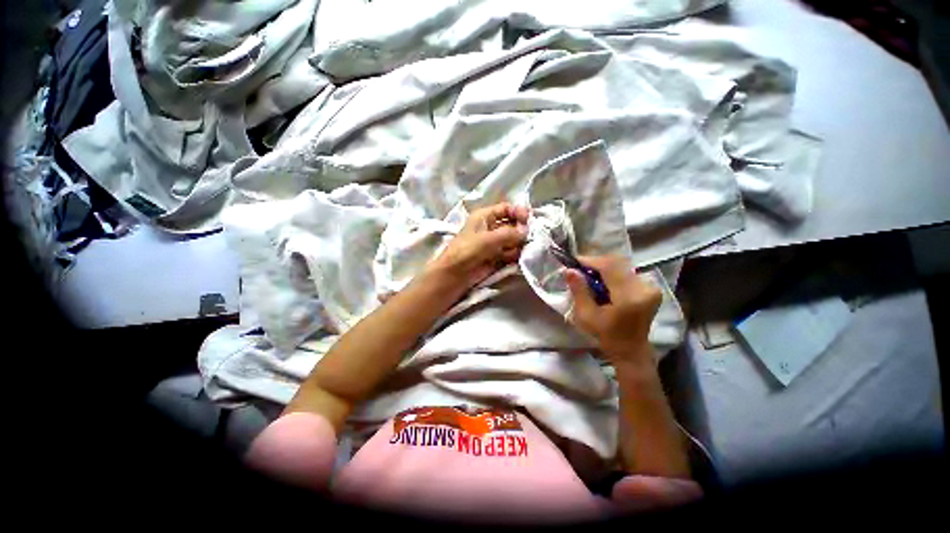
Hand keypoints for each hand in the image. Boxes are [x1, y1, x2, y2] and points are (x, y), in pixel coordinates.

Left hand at [427, 203, 529, 289]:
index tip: (528, 220)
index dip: (518, 212)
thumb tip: (527, 231)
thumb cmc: (467, 250)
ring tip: (520, 249)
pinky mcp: (498, 256)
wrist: (456, 274)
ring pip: (514, 239)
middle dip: (521, 230)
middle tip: (527, 237)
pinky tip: (516, 257)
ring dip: (519, 244)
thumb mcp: (488, 239)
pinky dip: (516, 254)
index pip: (506, 208)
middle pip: (513, 224)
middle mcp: (491, 227)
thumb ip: (509, 234)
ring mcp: (495, 243)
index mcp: (485, 217)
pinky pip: (512, 252)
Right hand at [564, 255, 661, 361]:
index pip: (609, 267)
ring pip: (622, 266)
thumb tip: (569, 270)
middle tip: (580, 269)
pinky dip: (612, 273)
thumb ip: (579, 291)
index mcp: (629, 297)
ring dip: (604, 267)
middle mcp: (644, 288)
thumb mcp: (586, 315)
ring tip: (589, 276)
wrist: (631, 349)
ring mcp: (650, 287)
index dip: (590, 260)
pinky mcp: (651, 288)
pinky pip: (627, 272)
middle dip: (596, 263)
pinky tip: (603, 282)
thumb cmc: (607, 335)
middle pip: (617, 263)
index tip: (574, 262)